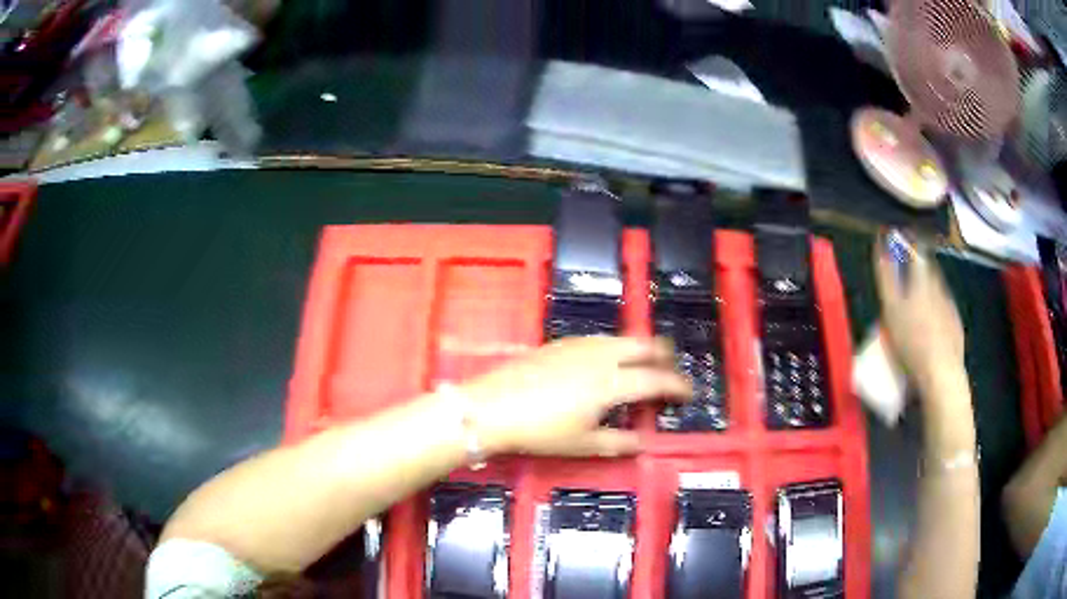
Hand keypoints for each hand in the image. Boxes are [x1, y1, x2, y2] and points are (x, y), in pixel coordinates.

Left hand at [460, 336, 690, 457]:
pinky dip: (615, 347)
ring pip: (621, 338)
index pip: (656, 380)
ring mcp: (579, 345)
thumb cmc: (539, 431)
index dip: (677, 386)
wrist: (490, 408)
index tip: (688, 393)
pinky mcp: (560, 343)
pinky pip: (599, 339)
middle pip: (644, 345)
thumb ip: (618, 443)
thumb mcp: (582, 444)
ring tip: (642, 366)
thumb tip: (642, 443)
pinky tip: (606, 362)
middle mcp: (601, 356)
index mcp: (612, 382)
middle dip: (664, 357)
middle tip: (670, 373)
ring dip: (639, 349)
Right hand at [874, 230, 965, 390]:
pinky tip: (929, 327)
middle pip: (927, 268)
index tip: (896, 241)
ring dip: (927, 290)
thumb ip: (886, 276)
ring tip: (915, 306)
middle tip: (903, 278)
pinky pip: (944, 310)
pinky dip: (936, 311)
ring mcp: (950, 306)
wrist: (941, 374)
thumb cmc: (912, 341)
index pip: (916, 249)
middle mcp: (939, 286)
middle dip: (916, 268)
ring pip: (937, 289)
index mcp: (923, 278)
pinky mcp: (956, 326)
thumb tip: (880, 243)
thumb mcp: (891, 308)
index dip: (906, 242)